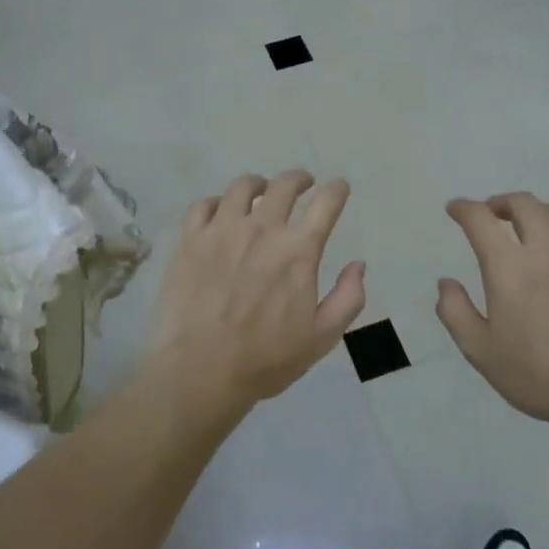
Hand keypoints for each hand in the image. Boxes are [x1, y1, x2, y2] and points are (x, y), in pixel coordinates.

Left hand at [148, 171, 366, 418]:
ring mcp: (222, 230)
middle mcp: (262, 229)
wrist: (200, 370)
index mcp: (298, 250)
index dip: (337, 190)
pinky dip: (217, 202)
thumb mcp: (322, 338)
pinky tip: (220, 211)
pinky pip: (204, 205)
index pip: (326, 204)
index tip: (339, 187)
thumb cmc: (265, 359)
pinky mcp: (190, 239)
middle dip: (299, 179)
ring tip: (260, 190)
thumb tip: (358, 265)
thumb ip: (348, 298)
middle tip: (303, 184)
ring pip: (242, 187)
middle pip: (285, 185)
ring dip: (258, 184)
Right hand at [437, 193, 548, 431]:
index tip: (455, 210)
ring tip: (526, 227)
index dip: (464, 209)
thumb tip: (446, 282)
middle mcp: (547, 251)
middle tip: (491, 215)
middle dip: (500, 202)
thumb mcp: (480, 351)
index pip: (480, 220)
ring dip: (534, 212)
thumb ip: (455, 311)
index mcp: (510, 268)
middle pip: (523, 204)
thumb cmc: (539, 376)